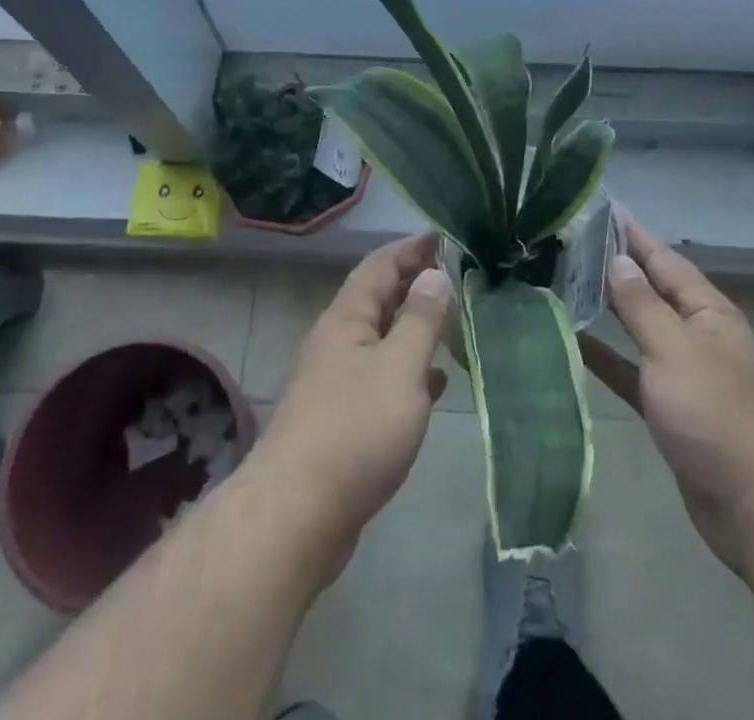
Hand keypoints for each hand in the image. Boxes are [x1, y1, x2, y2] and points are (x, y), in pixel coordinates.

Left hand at [245, 233, 452, 584]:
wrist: (296, 516)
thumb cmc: (354, 431)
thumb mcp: (399, 368)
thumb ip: (421, 320)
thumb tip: (434, 273)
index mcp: (347, 319)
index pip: (380, 265)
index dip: (411, 248)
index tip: (443, 236)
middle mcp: (337, 342)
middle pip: (379, 299)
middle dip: (415, 284)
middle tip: (457, 277)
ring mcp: (336, 382)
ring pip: (382, 340)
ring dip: (414, 328)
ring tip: (453, 323)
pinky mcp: (341, 420)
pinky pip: (381, 378)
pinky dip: (409, 371)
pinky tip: (436, 384)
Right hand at [581, 215, 753, 578]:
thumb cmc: (717, 415)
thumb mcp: (675, 349)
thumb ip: (642, 305)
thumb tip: (617, 260)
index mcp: (707, 311)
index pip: (663, 259)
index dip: (633, 234)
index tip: (601, 208)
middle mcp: (697, 333)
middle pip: (650, 290)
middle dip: (616, 267)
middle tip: (570, 242)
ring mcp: (684, 372)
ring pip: (639, 329)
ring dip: (608, 309)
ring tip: (565, 283)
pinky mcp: (671, 410)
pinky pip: (632, 371)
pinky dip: (607, 358)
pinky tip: (575, 344)